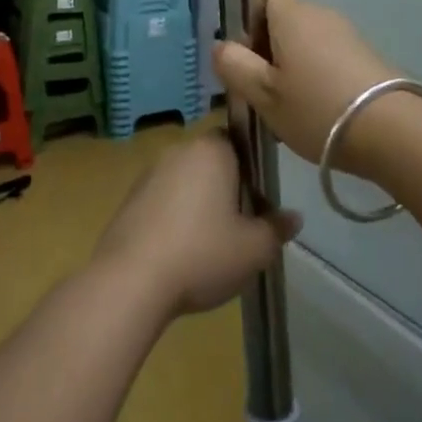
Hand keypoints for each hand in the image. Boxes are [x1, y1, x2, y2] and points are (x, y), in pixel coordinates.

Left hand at [92, 134, 300, 320]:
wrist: (131, 281)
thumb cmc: (202, 254)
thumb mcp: (254, 249)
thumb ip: (276, 229)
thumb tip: (293, 217)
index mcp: (210, 150)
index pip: (237, 141)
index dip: (251, 169)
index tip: (258, 201)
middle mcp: (177, 151)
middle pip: (211, 162)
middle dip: (226, 188)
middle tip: (240, 227)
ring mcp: (148, 174)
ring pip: (185, 182)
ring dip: (198, 204)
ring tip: (209, 246)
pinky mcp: (128, 200)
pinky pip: (162, 201)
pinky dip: (173, 218)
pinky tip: (179, 253)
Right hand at [213, 0, 402, 172]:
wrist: (392, 131)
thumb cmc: (315, 108)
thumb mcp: (263, 93)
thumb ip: (234, 66)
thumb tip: (221, 46)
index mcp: (292, 16)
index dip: (252, 23)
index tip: (250, 60)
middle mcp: (321, 15)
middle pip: (286, 23)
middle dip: (270, 53)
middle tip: (265, 93)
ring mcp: (349, 36)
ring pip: (308, 44)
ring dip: (294, 70)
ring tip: (292, 111)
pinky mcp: (368, 59)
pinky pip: (330, 59)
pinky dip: (319, 79)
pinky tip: (320, 115)